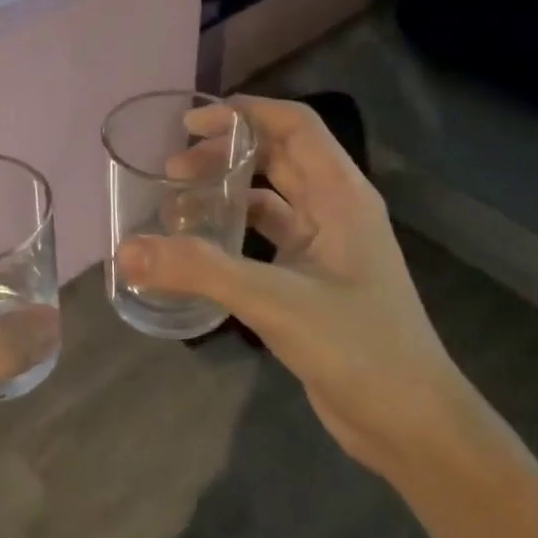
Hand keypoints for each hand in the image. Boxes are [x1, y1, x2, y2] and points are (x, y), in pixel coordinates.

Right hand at [115, 96, 472, 478]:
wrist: (411, 424)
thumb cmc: (359, 348)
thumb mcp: (276, 301)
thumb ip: (200, 271)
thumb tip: (127, 250)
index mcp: (342, 195)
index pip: (295, 125)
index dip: (245, 113)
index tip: (191, 122)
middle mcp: (336, 210)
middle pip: (278, 156)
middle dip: (225, 152)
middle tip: (171, 167)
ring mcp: (325, 247)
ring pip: (270, 198)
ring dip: (227, 192)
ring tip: (175, 203)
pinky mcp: (311, 281)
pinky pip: (266, 238)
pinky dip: (232, 232)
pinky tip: (199, 247)